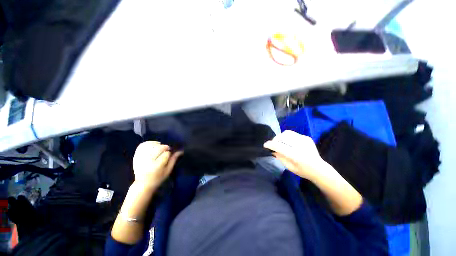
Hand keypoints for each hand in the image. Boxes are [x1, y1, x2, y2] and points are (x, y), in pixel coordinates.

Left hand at [133, 141, 181, 187]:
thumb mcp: (168, 171)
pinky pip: (142, 146)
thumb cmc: (158, 178)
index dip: (169, 153)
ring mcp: (140, 158)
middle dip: (164, 147)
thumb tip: (180, 151)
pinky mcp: (136, 156)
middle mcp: (148, 161)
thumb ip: (173, 160)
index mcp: (157, 166)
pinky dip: (148, 143)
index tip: (170, 155)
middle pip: (158, 148)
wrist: (142, 184)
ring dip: (157, 144)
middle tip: (167, 150)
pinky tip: (153, 144)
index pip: (166, 154)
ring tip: (160, 147)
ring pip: (150, 145)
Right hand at [264, 130, 327, 180]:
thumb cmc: (303, 171)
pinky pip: (293, 134)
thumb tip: (272, 150)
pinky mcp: (306, 137)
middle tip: (273, 144)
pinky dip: (287, 137)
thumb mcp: (289, 167)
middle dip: (275, 139)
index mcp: (296, 156)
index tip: (265, 145)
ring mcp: (304, 140)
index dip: (271, 145)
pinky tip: (289, 143)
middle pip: (283, 137)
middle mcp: (300, 146)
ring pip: (287, 133)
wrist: (319, 169)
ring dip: (281, 137)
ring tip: (280, 142)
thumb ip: (280, 157)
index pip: (280, 147)